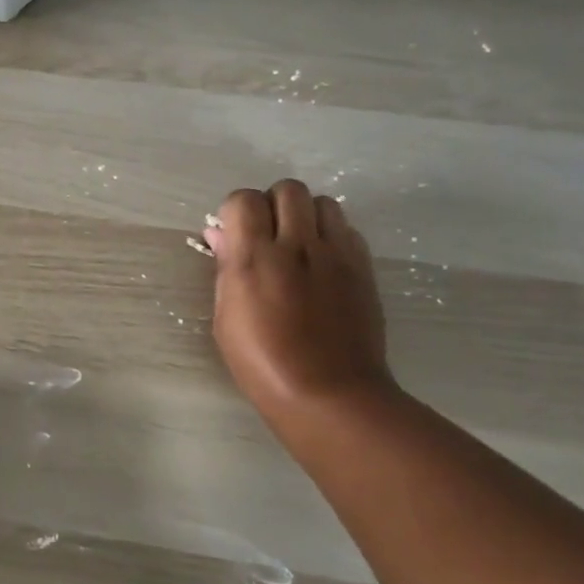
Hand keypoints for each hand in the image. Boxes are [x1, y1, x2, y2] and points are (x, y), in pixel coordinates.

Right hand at [204, 179, 395, 431]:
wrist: (330, 394)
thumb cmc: (262, 364)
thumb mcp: (225, 320)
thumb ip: (225, 270)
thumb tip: (219, 235)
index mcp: (255, 258)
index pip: (244, 200)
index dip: (235, 212)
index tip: (233, 235)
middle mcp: (297, 245)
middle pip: (287, 189)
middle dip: (271, 205)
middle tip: (266, 235)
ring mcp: (336, 254)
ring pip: (323, 202)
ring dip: (305, 215)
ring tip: (297, 245)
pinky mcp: (363, 267)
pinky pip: (347, 229)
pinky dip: (331, 234)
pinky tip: (322, 263)